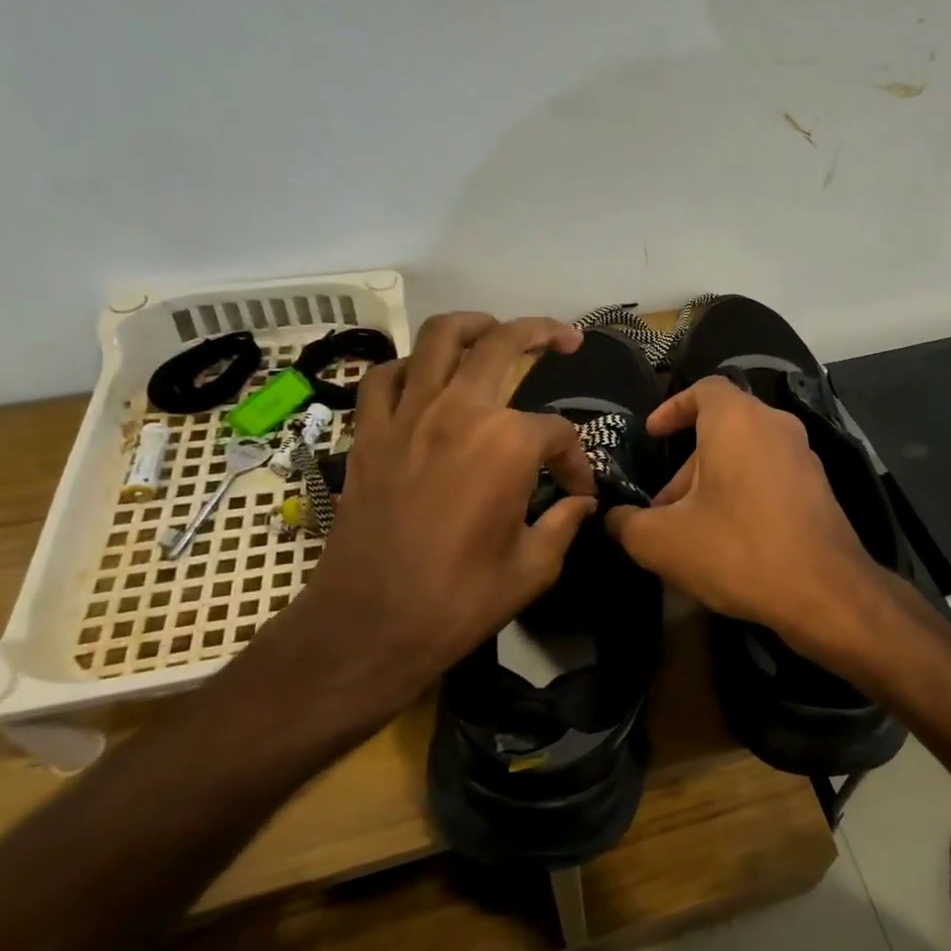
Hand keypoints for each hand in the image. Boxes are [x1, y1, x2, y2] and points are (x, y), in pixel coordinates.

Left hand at [277, 313, 597, 718]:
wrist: (370, 624)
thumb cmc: (460, 600)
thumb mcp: (533, 568)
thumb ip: (563, 524)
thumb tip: (581, 503)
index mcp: (508, 444)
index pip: (558, 432)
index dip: (576, 461)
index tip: (578, 492)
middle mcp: (459, 411)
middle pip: (504, 344)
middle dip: (542, 333)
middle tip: (563, 338)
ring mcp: (408, 415)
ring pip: (439, 339)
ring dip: (473, 325)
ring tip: (492, 330)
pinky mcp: (369, 433)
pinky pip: (385, 377)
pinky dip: (407, 367)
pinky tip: (423, 378)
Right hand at [605, 376, 885, 651]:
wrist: (824, 592)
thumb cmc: (737, 549)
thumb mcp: (662, 542)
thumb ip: (626, 524)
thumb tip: (613, 519)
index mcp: (737, 420)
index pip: (703, 389)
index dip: (672, 408)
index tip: (652, 435)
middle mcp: (775, 425)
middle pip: (721, 430)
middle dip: (686, 466)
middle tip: (662, 508)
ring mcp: (803, 456)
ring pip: (745, 456)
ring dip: (712, 484)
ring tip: (690, 532)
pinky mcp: (818, 488)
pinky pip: (768, 477)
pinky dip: (742, 495)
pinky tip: (728, 542)